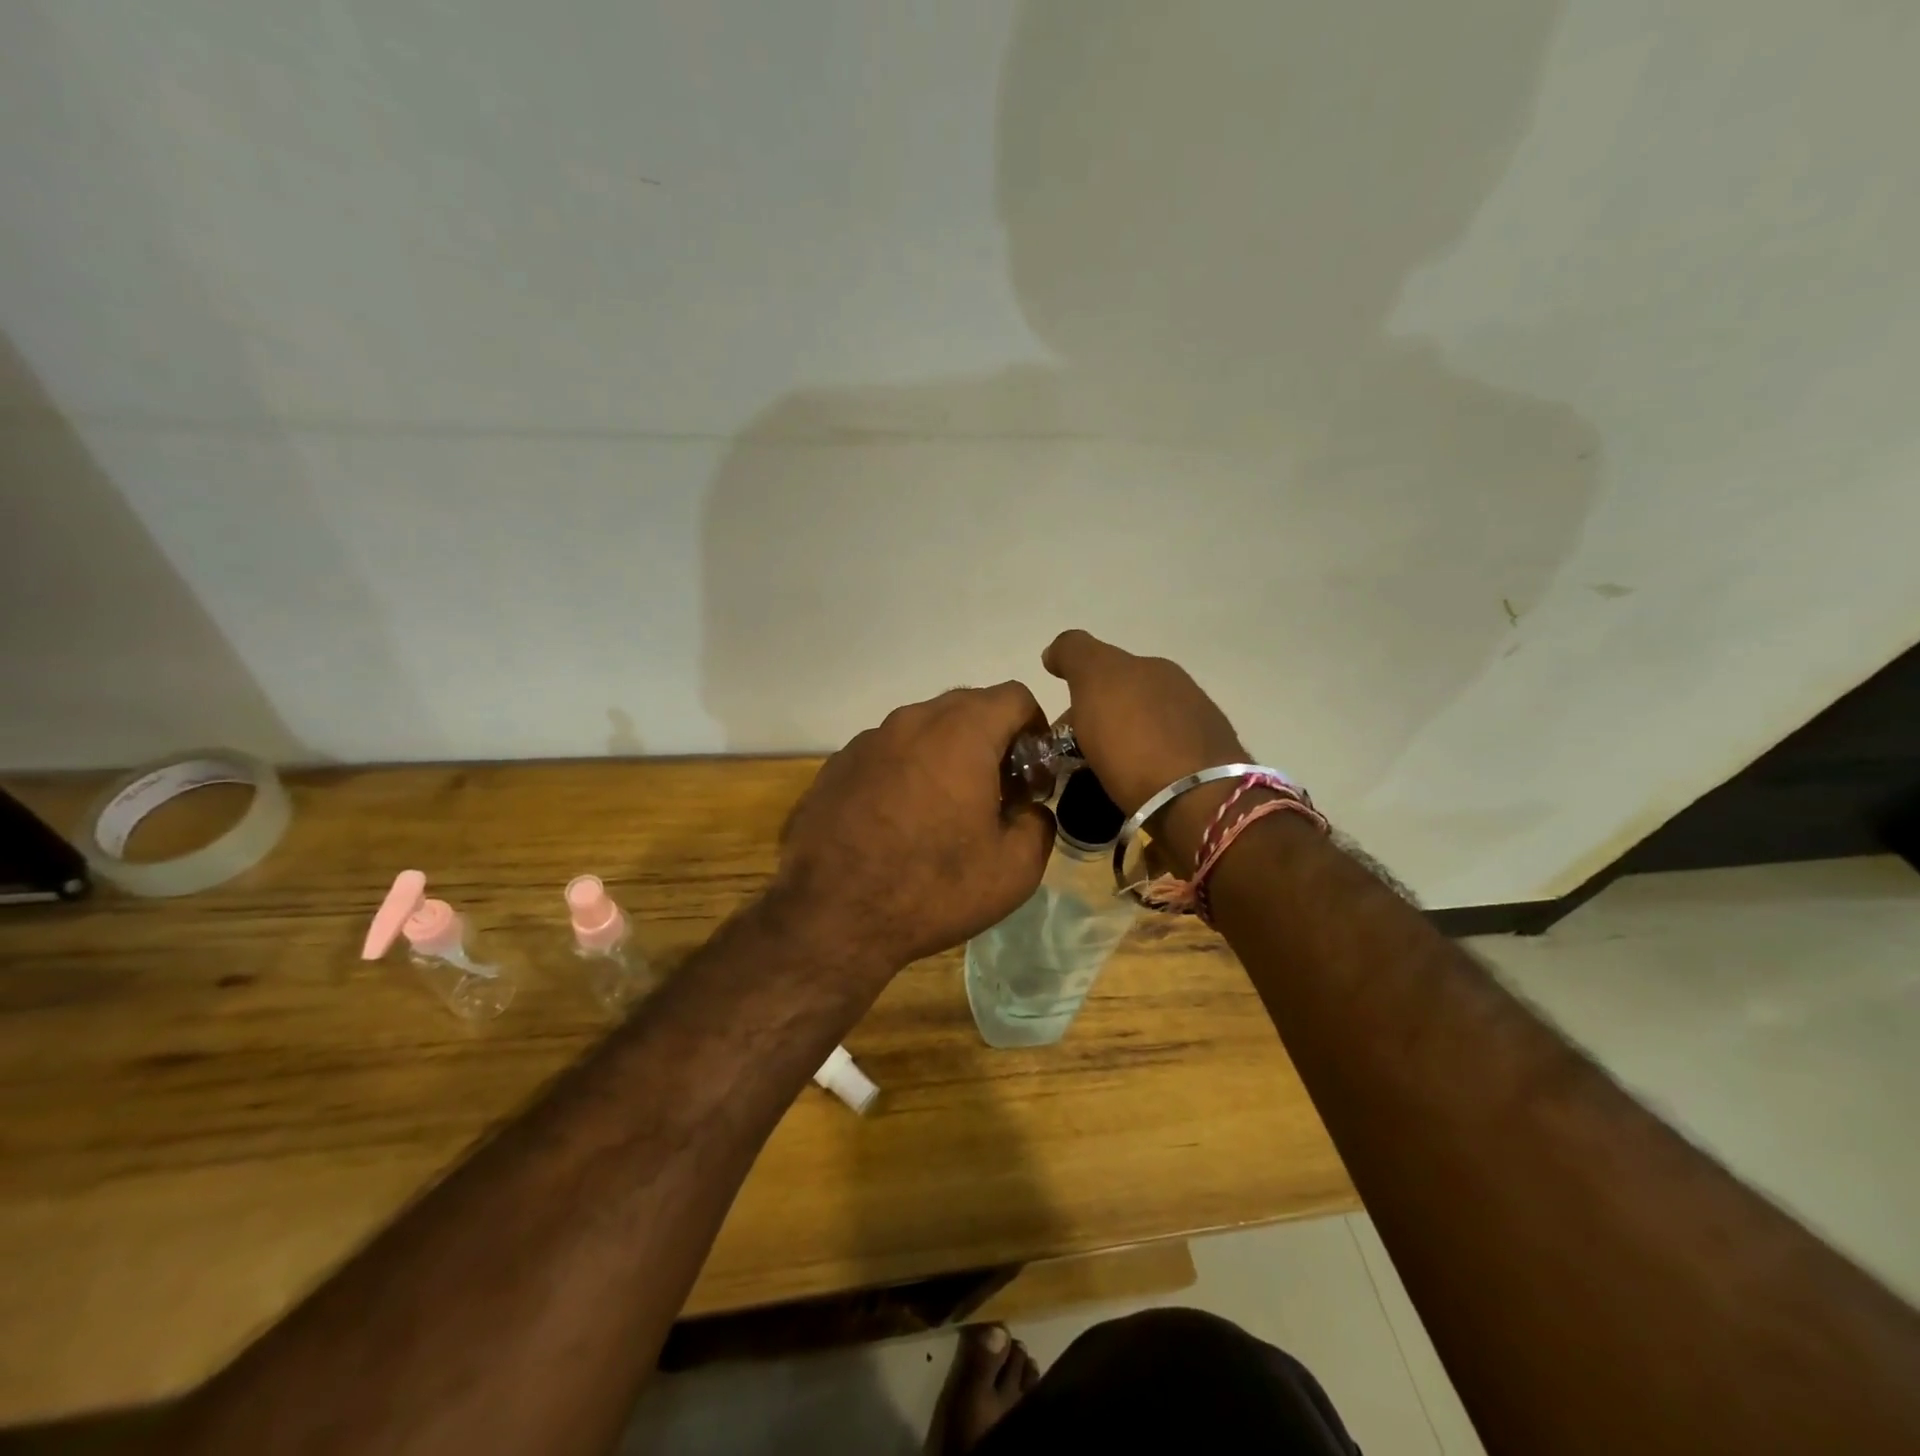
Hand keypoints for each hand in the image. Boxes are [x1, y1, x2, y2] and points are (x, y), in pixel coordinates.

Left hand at [773, 684, 1056, 973]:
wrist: (832, 916)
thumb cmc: (932, 888)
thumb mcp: (1014, 869)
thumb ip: (1039, 823)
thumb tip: (1029, 809)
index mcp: (961, 733)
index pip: (1014, 697)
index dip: (1035, 729)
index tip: (1032, 772)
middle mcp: (912, 721)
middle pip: (968, 706)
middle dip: (993, 739)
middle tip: (997, 792)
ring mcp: (868, 740)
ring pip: (924, 729)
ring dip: (947, 754)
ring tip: (946, 809)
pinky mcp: (837, 765)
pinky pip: (888, 752)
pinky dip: (907, 770)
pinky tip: (900, 820)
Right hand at [1043, 630, 1247, 871]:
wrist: (1196, 801)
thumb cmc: (1136, 740)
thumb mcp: (1096, 680)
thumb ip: (1075, 654)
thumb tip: (1055, 651)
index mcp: (1154, 669)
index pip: (1105, 669)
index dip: (1077, 693)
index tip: (1059, 729)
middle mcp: (1181, 692)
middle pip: (1126, 701)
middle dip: (1099, 720)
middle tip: (1073, 755)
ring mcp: (1198, 732)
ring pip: (1144, 732)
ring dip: (1122, 746)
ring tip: (1101, 776)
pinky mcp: (1207, 772)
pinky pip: (1161, 763)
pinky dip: (1142, 770)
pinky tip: (1133, 789)